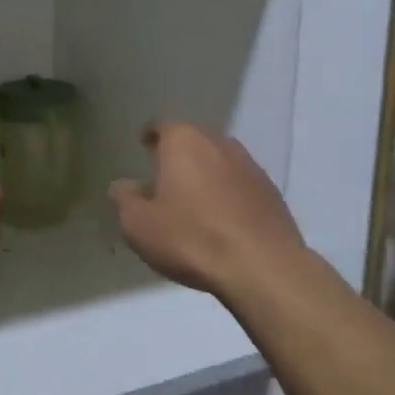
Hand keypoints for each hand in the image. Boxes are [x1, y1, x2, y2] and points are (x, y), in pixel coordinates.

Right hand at [108, 123, 306, 297]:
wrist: (262, 266)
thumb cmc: (191, 239)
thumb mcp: (139, 225)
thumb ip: (125, 199)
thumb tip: (123, 185)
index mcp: (184, 142)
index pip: (162, 127)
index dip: (151, 137)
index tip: (144, 148)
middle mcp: (219, 143)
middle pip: (194, 140)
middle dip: (180, 155)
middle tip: (166, 178)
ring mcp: (250, 165)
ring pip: (220, 161)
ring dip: (207, 174)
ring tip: (195, 200)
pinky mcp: (271, 191)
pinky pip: (241, 184)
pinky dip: (229, 193)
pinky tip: (223, 218)